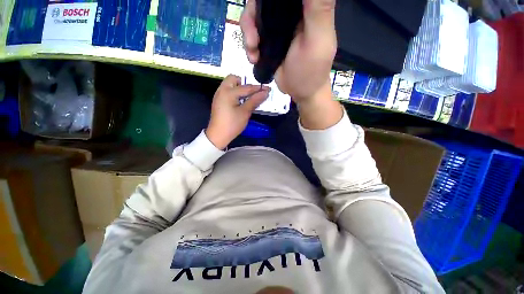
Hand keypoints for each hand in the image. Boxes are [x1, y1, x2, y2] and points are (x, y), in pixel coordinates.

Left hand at [206, 75, 269, 149]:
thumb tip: (265, 93)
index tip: (268, 89)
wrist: (218, 135)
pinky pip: (227, 91)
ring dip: (239, 88)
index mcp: (228, 92)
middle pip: (233, 79)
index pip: (246, 87)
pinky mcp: (218, 101)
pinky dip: (235, 93)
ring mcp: (219, 95)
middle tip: (252, 93)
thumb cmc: (232, 124)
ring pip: (230, 85)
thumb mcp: (245, 112)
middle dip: (244, 83)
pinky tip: (240, 102)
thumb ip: (254, 101)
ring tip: (247, 98)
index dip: (258, 88)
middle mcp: (221, 90)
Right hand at [240, 0, 336, 102]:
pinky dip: (248, 45)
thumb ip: (319, 9)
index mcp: (306, 8)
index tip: (262, 9)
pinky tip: (254, 57)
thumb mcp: (317, 40)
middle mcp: (290, 14)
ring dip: (248, 32)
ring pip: (254, 16)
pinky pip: (252, 33)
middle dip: (252, 16)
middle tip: (253, 39)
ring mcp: (277, 28)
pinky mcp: (268, 41)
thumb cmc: (311, 70)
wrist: (300, 92)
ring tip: (253, 51)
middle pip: (264, 2)